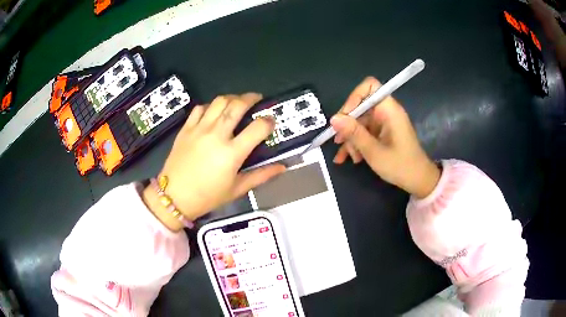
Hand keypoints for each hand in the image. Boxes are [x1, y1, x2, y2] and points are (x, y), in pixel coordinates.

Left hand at [143, 93, 285, 230]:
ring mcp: (199, 129)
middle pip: (237, 105)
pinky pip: (200, 108)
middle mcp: (216, 135)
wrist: (174, 196)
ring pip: (219, 101)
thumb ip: (261, 175)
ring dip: (232, 98)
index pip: (258, 127)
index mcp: (232, 153)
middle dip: (251, 98)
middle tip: (257, 99)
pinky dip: (210, 106)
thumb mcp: (237, 189)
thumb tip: (282, 167)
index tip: (271, 121)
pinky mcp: (186, 128)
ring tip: (237, 102)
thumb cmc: (207, 196)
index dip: (269, 121)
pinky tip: (214, 112)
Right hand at [331, 77, 439, 198]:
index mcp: (389, 110)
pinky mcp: (383, 133)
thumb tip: (334, 118)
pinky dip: (357, 143)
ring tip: (346, 157)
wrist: (418, 181)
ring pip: (360, 122)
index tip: (345, 117)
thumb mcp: (374, 152)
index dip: (354, 98)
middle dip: (348, 125)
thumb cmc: (400, 165)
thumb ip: (354, 133)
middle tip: (339, 142)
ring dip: (351, 139)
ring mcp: (384, 123)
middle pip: (361, 107)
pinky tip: (349, 158)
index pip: (369, 87)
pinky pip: (365, 132)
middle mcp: (387, 112)